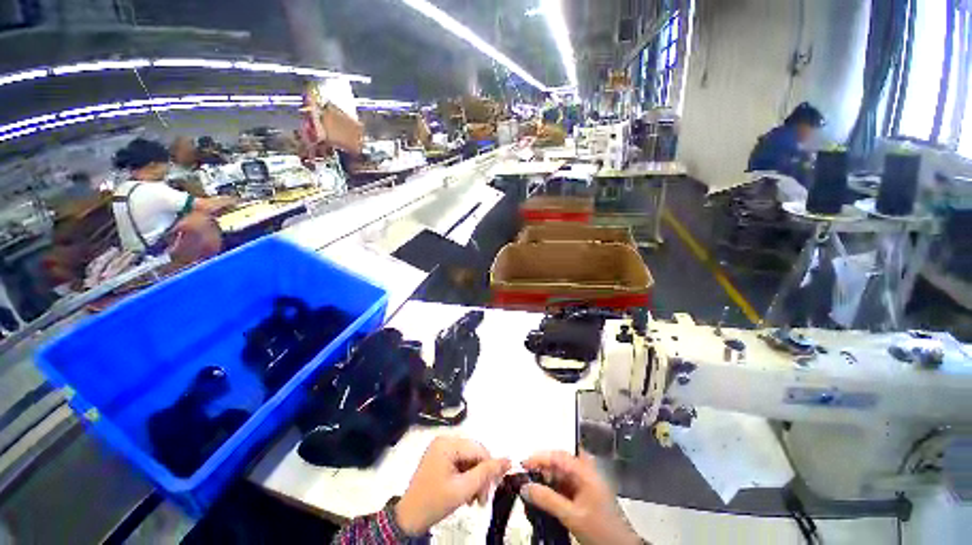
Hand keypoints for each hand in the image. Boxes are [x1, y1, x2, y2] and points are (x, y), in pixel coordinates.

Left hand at [395, 436, 510, 535]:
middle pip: (474, 454)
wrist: (408, 519)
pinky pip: (461, 463)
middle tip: (483, 499)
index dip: (489, 467)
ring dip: (475, 479)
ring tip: (475, 500)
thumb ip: (486, 473)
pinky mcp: (440, 458)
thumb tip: (508, 460)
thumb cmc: (434, 502)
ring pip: (469, 460)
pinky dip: (466, 478)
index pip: (478, 449)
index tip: (493, 489)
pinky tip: (467, 493)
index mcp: (447, 443)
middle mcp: (445, 441)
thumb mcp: (462, 489)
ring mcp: (441, 449)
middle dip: (481, 476)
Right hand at [521, 451, 641, 544]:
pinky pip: (564, 484)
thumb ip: (548, 499)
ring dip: (546, 478)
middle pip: (559, 462)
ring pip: (561, 473)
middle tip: (525, 475)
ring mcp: (585, 482)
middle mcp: (585, 471)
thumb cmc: (600, 530)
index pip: (558, 456)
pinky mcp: (584, 494)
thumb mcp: (572, 515)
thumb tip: (525, 487)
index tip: (523, 463)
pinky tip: (543, 495)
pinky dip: (552, 488)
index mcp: (585, 471)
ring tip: (531, 486)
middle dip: (542, 467)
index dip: (539, 458)